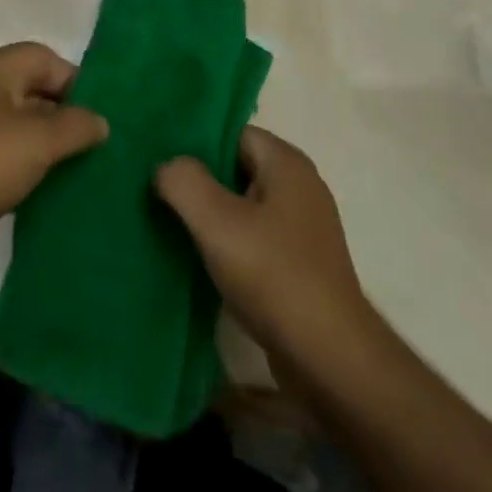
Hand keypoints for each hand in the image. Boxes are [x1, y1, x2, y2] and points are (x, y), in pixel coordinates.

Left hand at [0, 43, 107, 278]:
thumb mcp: (38, 141)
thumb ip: (76, 126)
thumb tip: (100, 121)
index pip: (45, 58)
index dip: (76, 82)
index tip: (99, 118)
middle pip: (31, 91)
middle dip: (63, 117)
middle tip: (94, 148)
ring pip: (15, 127)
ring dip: (43, 147)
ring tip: (75, 173)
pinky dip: (20, 169)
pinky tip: (39, 193)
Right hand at [155, 127, 377, 374]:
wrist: (329, 358)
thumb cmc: (273, 275)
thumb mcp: (216, 221)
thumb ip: (183, 181)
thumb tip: (166, 167)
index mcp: (287, 163)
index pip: (232, 133)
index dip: (196, 146)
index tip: (163, 165)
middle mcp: (301, 186)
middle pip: (237, 168)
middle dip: (201, 182)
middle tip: (161, 196)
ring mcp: (304, 227)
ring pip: (245, 205)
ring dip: (213, 217)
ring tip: (174, 228)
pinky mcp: (302, 263)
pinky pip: (256, 238)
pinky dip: (231, 244)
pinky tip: (204, 262)